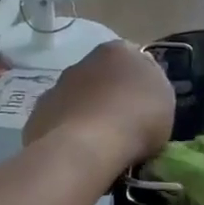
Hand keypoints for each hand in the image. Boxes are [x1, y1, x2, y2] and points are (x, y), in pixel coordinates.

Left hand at [23, 41, 173, 170]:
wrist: (87, 148)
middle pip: (102, 77)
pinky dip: (69, 133)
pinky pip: (60, 122)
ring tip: (102, 144)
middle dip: (111, 95)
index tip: (147, 105)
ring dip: (88, 113)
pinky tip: (80, 153)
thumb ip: (154, 84)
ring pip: (78, 99)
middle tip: (125, 124)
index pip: (134, 59)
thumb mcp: (165, 99)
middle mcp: (83, 62)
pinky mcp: (37, 115)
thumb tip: (142, 84)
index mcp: (117, 51)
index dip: (141, 82)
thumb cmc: (136, 118)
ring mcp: (56, 88)